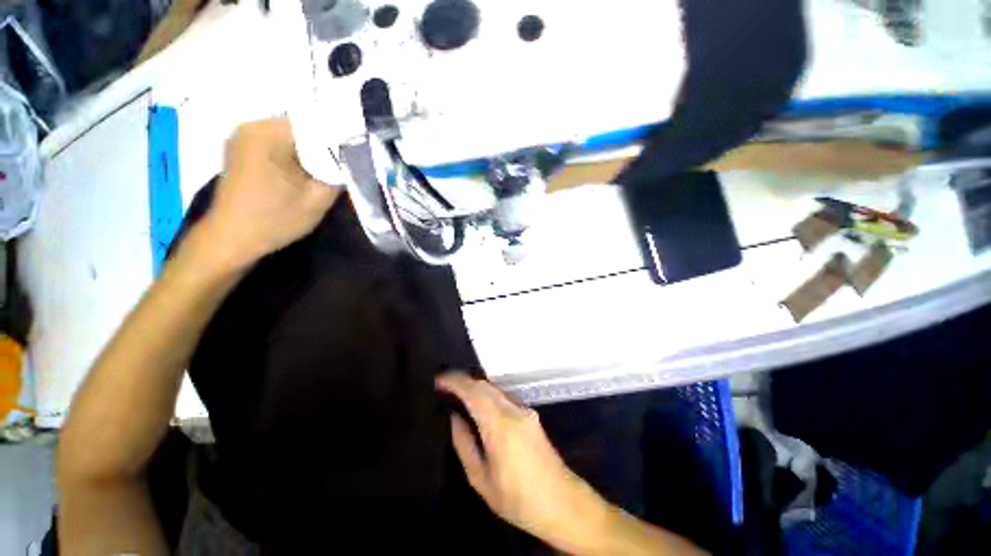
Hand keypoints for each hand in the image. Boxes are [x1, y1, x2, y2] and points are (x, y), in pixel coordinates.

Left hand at [199, 116, 341, 269]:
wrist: (230, 240)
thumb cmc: (274, 221)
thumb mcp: (317, 200)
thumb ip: (338, 174)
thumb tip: (354, 159)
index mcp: (267, 134)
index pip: (314, 121)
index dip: (340, 135)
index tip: (358, 151)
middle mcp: (252, 126)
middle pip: (302, 127)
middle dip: (326, 144)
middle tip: (346, 164)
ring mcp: (244, 137)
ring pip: (292, 136)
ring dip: (312, 151)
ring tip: (329, 170)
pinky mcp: (242, 149)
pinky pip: (278, 143)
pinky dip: (296, 155)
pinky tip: (305, 173)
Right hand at [436, 373, 605, 549]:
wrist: (562, 502)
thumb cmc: (517, 499)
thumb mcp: (481, 479)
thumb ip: (464, 444)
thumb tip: (454, 417)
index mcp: (500, 425)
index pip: (473, 391)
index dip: (454, 381)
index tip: (438, 379)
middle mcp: (514, 410)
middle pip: (484, 385)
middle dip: (463, 380)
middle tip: (444, 386)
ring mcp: (524, 410)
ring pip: (495, 388)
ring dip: (475, 386)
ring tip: (457, 393)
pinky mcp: (530, 414)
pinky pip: (504, 396)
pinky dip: (487, 393)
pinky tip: (479, 404)